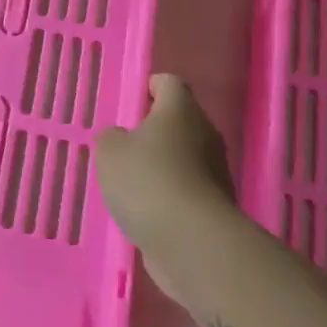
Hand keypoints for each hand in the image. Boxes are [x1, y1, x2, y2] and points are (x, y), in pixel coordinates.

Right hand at [96, 74, 236, 272]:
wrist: (193, 243)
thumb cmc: (147, 181)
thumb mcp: (109, 152)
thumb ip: (112, 138)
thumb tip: (124, 139)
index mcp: (180, 110)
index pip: (169, 83)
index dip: (150, 87)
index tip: (132, 104)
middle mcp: (205, 134)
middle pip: (180, 121)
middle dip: (155, 131)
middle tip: (126, 146)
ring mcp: (216, 172)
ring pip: (186, 157)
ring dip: (163, 166)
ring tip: (133, 185)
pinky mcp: (217, 207)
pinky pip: (189, 190)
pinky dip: (171, 196)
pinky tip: (149, 212)